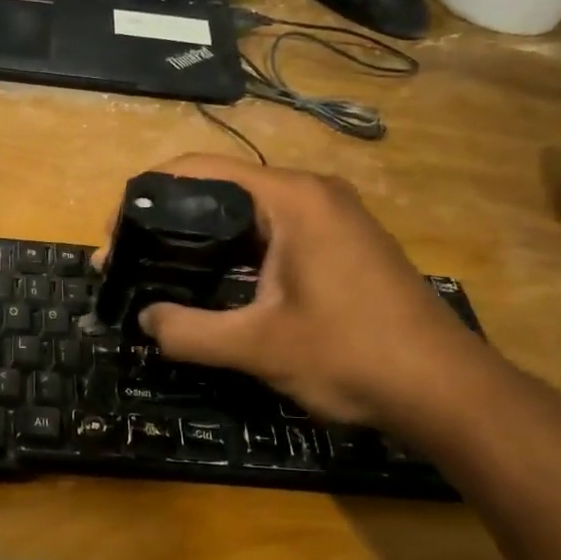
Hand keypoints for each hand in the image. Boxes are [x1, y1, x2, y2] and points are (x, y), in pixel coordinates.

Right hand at [132, 155, 493, 429]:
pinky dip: (234, 252)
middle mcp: (311, 194)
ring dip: (201, 239)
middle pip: (220, 188)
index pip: (199, 170)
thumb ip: (188, 331)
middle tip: (130, 261)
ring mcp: (331, 218)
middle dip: (168, 221)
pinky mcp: (340, 244)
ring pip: (246, 213)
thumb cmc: (351, 355)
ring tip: (160, 273)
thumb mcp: (258, 346)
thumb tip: (145, 319)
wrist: (445, 390)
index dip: (146, 197)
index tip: (115, 239)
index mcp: (291, 199)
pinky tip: (213, 284)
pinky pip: (271, 233)